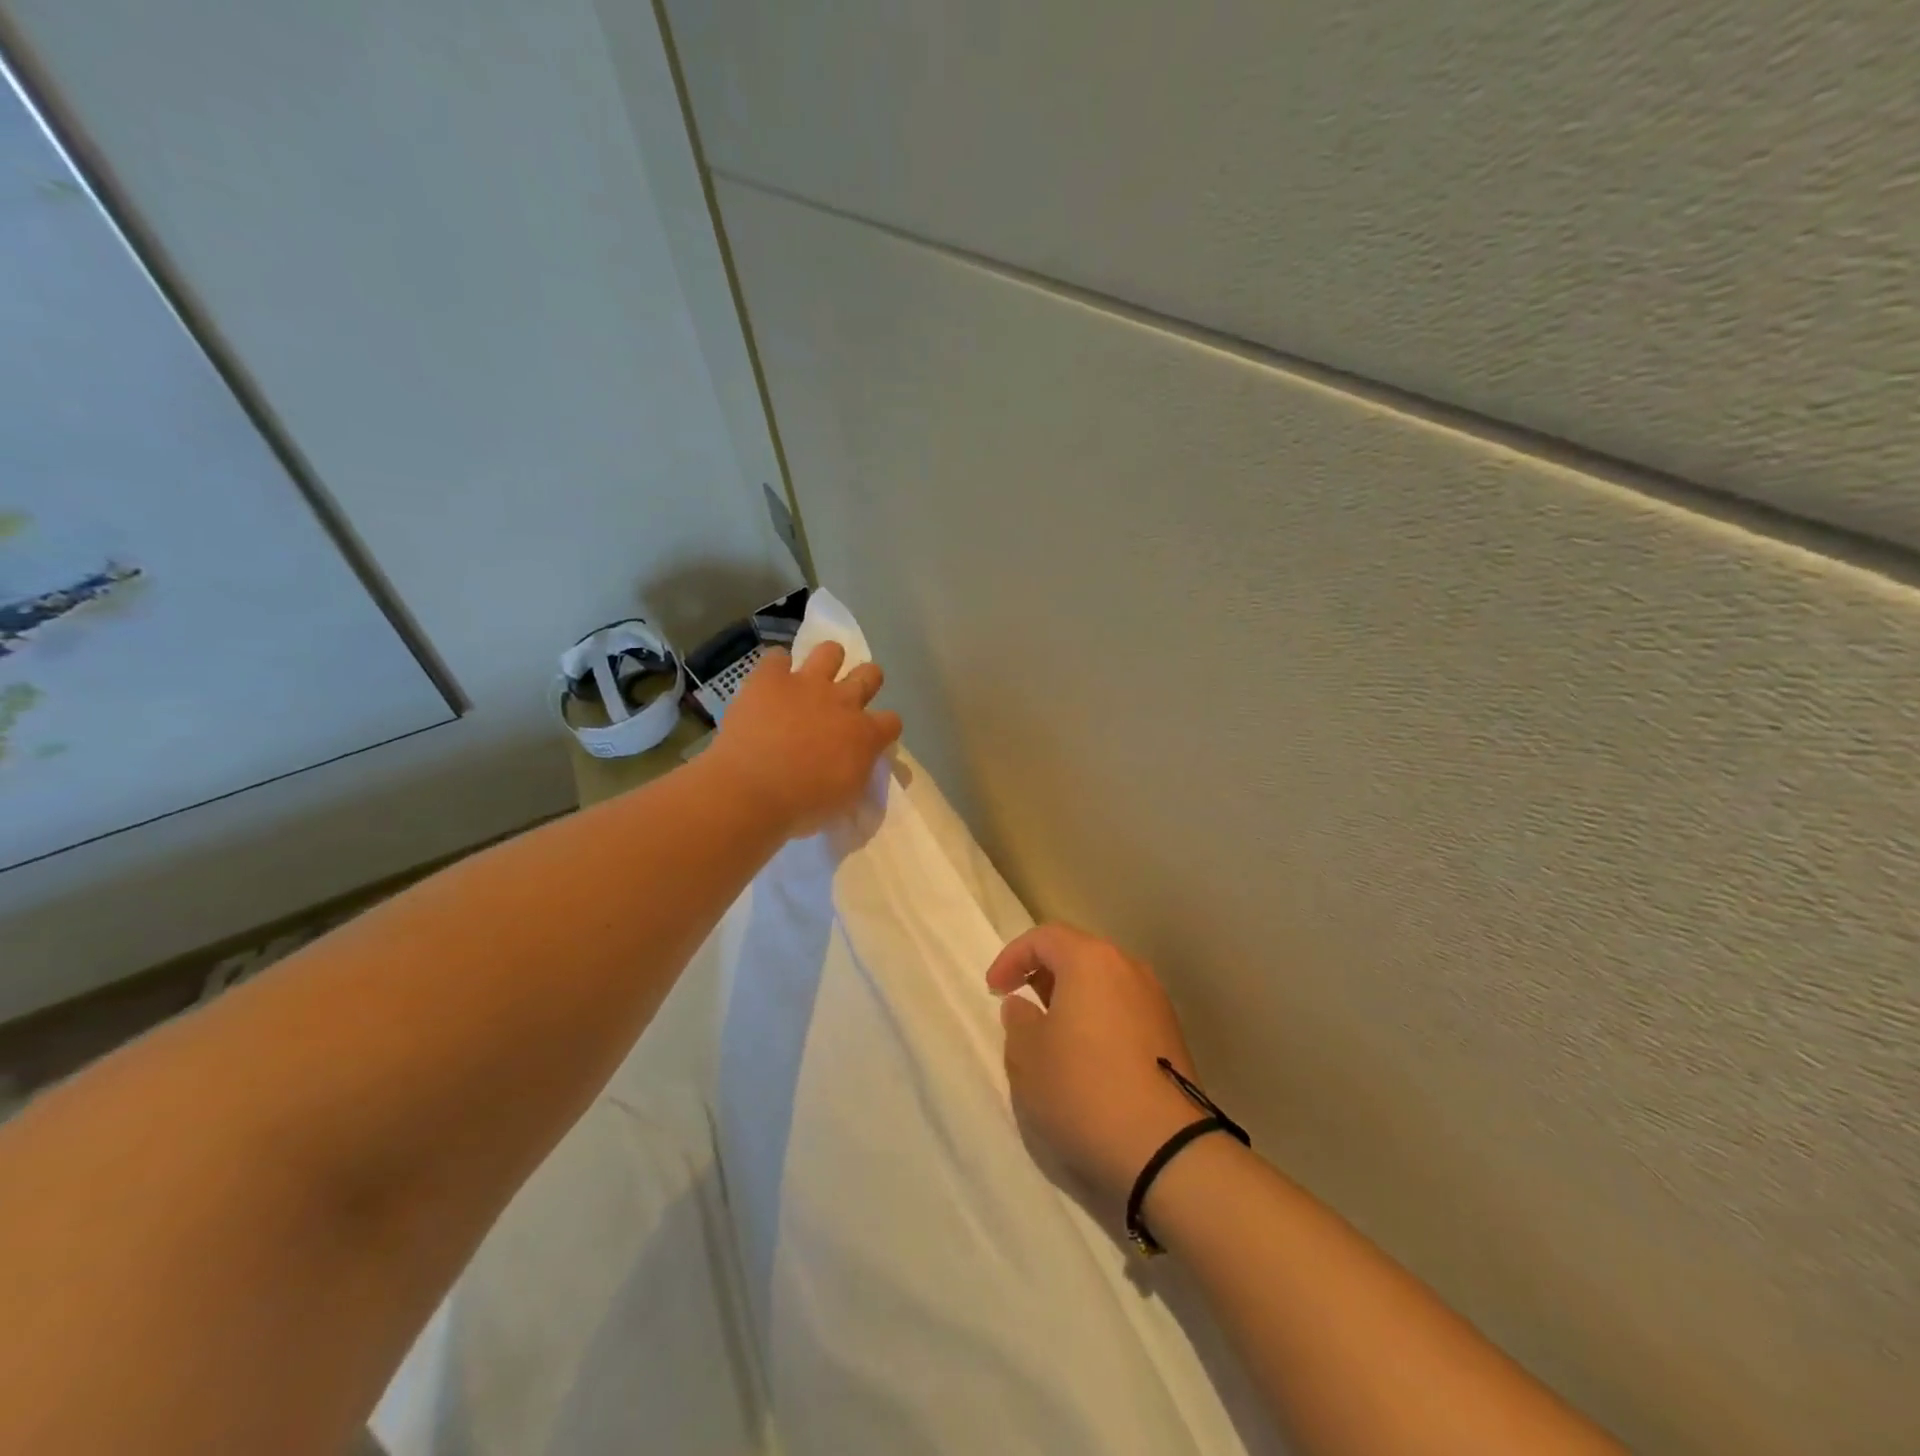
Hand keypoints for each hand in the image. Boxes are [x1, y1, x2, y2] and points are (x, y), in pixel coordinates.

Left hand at [710, 641, 902, 837]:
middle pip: (870, 674)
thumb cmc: (803, 805)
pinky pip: (776, 657)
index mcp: (865, 734)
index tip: (872, 739)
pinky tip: (770, 683)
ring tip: (814, 677)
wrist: (752, 791)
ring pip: (830, 651)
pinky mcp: (769, 678)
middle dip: (865, 682)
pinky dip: (775, 668)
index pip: (892, 721)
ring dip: (827, 661)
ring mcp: (806, 684)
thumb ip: (859, 772)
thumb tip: (861, 762)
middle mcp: (842, 701)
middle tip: (848, 698)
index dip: (884, 728)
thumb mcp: (847, 798)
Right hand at [988, 925, 1207, 1205]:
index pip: (1044, 937)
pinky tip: (1088, 1055)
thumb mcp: (1028, 1058)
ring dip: (1073, 998)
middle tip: (1022, 1004)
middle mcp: (1127, 967)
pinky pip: (1123, 1008)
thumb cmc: (1084, 1089)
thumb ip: (1017, 1022)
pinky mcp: (1170, 1033)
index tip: (994, 989)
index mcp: (1090, 960)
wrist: (1166, 1147)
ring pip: (1103, 982)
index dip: (1012, 957)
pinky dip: (1098, 1018)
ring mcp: (1155, 1000)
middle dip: (1044, 974)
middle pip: (1078, 954)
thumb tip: (1023, 1005)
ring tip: (1052, 1033)